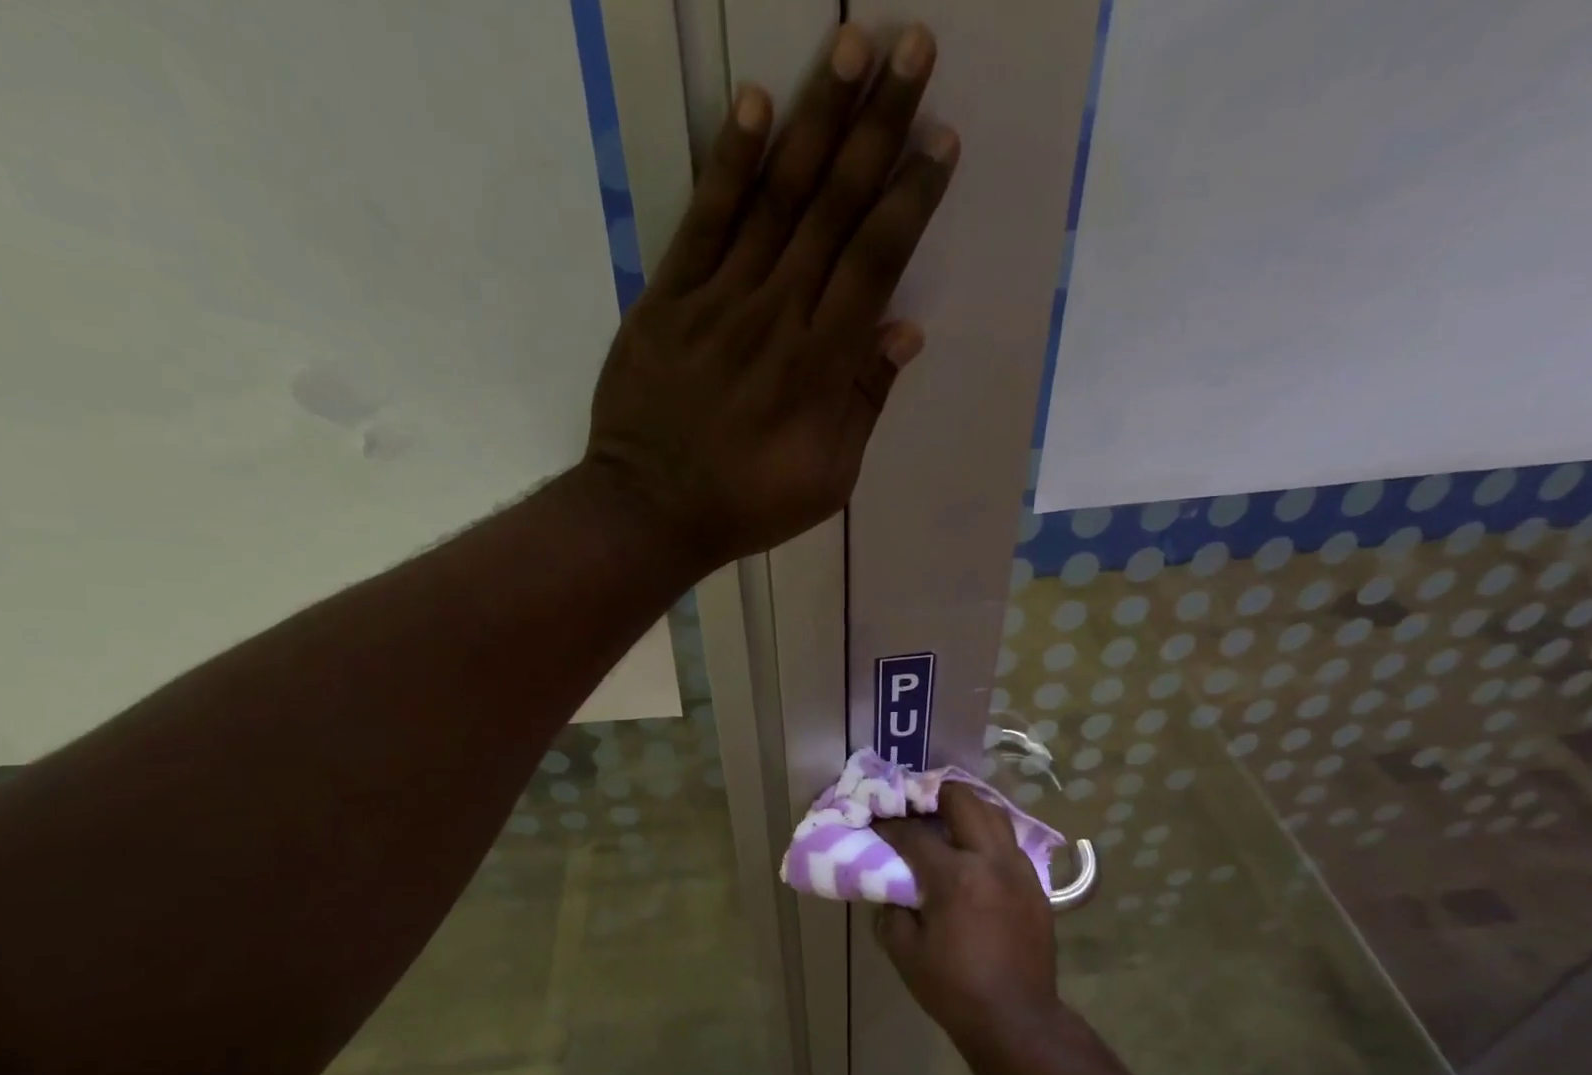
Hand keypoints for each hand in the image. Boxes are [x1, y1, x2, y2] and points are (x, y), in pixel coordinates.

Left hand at [585, 24, 958, 567]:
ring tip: (853, 44)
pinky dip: (731, 161)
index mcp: (821, 365)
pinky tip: (757, 103)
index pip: (876, 262)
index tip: (939, 141)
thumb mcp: (828, 479)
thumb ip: (864, 403)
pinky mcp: (668, 298)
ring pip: (777, 198)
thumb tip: (904, 329)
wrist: (652, 510)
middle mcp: (778, 315)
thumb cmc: (749, 504)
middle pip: (835, 209)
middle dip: (879, 126)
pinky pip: (704, 219)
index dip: (911, 197)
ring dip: (818, 118)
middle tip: (912, 48)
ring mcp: (719, 300)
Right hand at [873, 783, 1059, 1048]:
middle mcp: (991, 861)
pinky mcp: (1036, 885)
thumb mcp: (904, 951)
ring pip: (994, 814)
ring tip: (943, 817)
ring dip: (965, 808)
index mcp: (956, 877)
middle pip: (963, 801)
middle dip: (932, 793)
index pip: (914, 833)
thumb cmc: (953, 988)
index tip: (875, 821)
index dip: (889, 824)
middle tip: (912, 803)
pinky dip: (986, 834)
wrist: (1016, 1019)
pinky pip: (1009, 842)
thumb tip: (892, 886)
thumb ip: (892, 909)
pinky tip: (972, 851)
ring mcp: (1019, 870)